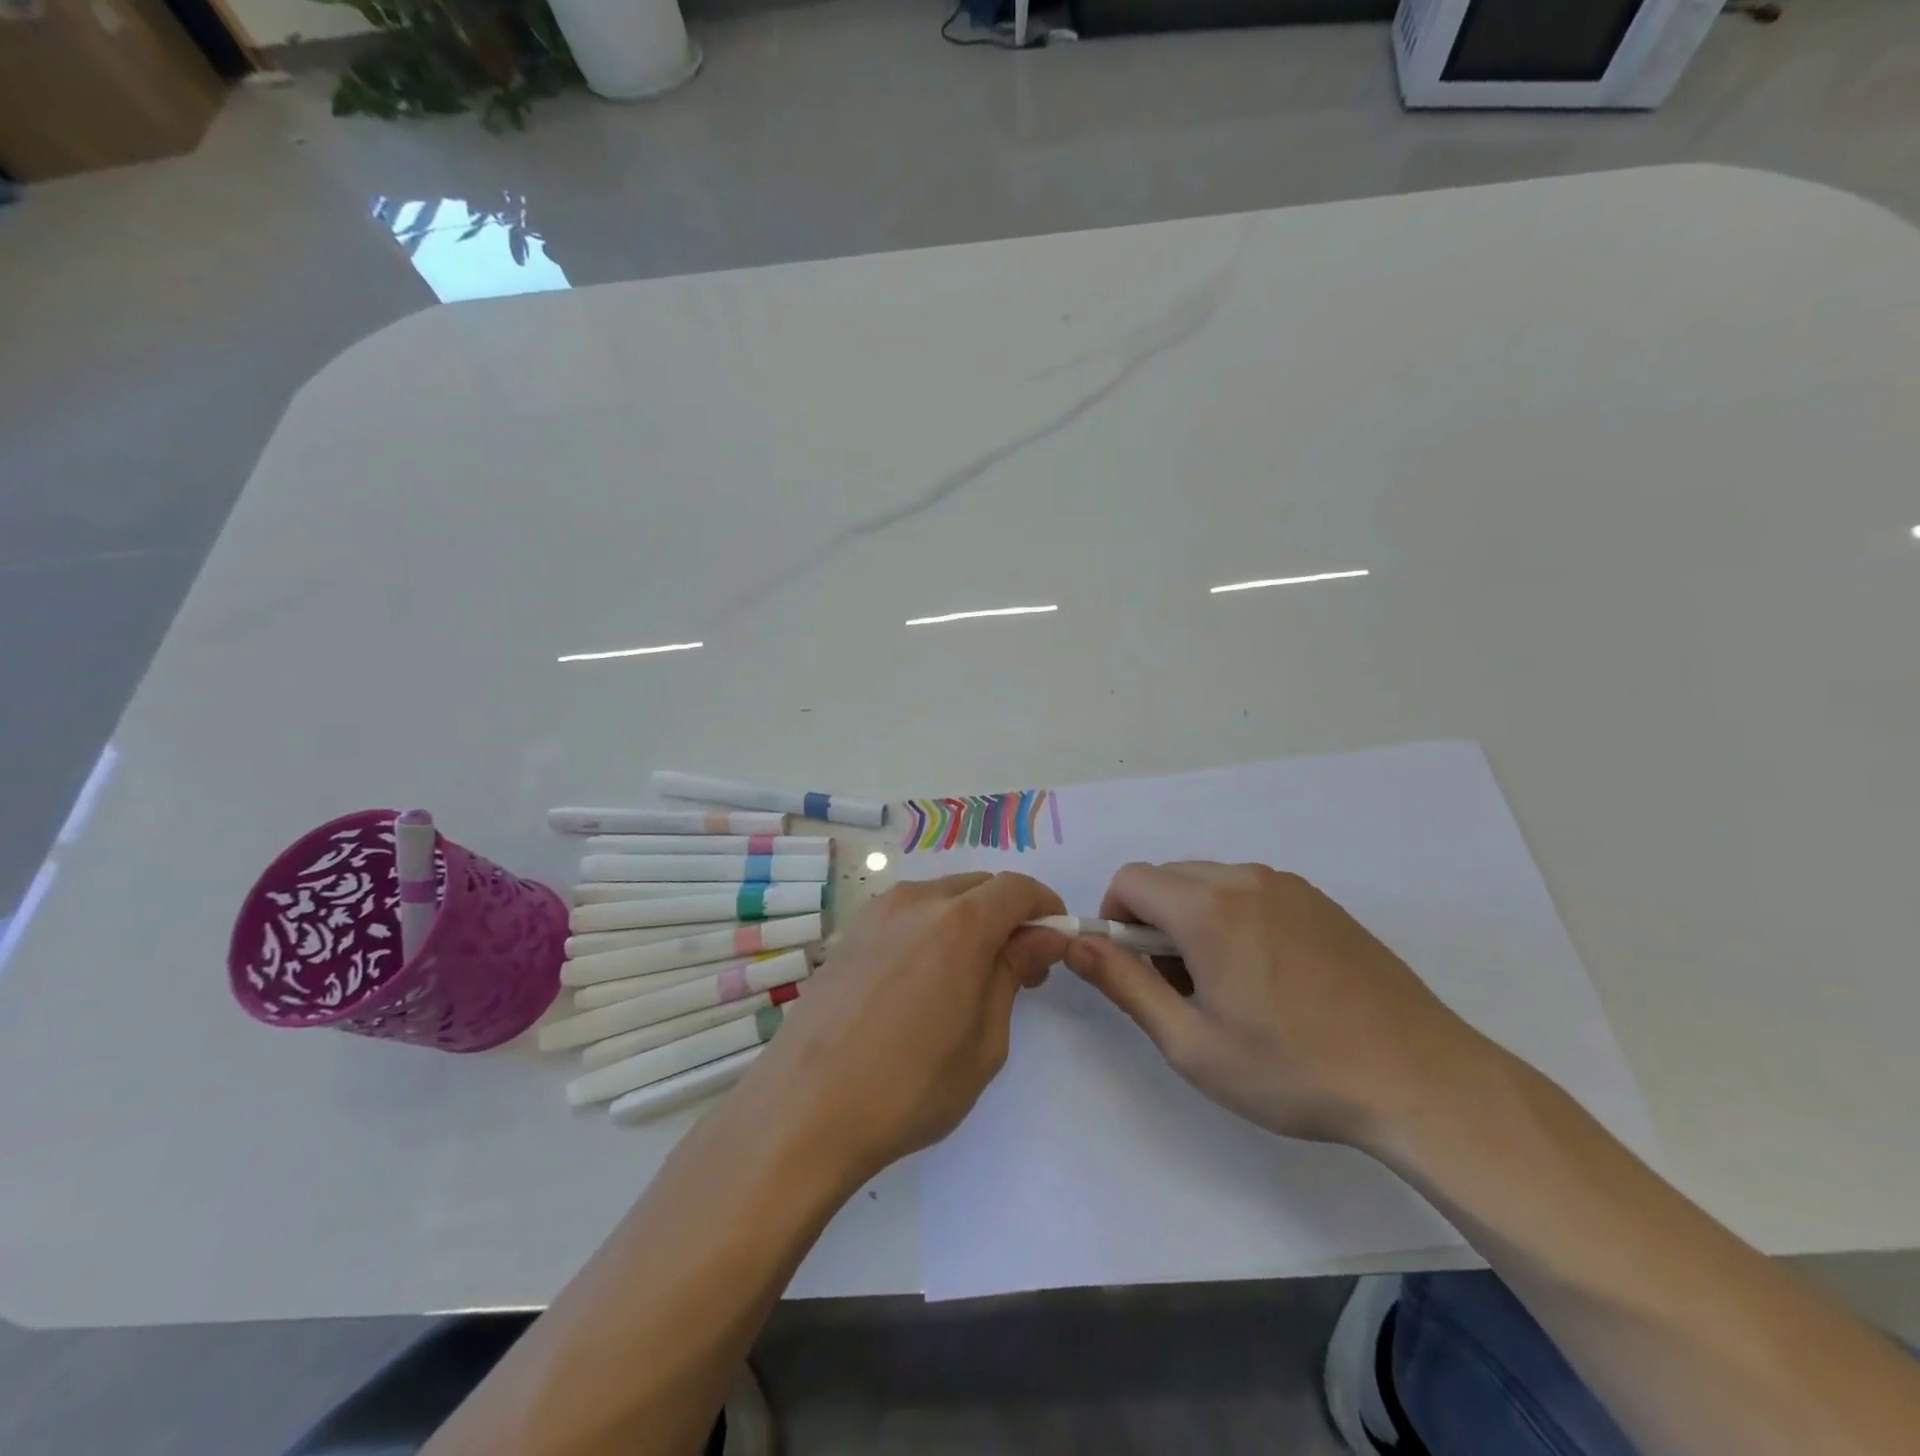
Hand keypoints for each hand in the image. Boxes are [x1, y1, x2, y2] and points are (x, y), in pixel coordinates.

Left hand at [746, 873, 1066, 1182]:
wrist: (804, 1109)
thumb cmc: (909, 1086)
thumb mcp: (984, 1041)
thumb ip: (1012, 973)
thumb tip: (1041, 936)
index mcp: (959, 922)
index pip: (1017, 888)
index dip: (1045, 907)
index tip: (1055, 942)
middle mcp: (916, 901)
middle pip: (979, 886)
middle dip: (1008, 915)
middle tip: (1018, 968)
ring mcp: (875, 914)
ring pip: (940, 897)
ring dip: (968, 921)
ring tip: (968, 978)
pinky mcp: (849, 934)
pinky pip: (906, 915)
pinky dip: (931, 930)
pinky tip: (921, 981)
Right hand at [1065, 862, 1486, 1150]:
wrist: (1421, 1080)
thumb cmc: (1294, 1069)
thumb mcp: (1192, 1043)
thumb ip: (1124, 985)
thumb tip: (1074, 943)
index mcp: (1208, 907)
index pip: (1130, 880)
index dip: (1114, 920)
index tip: (1133, 970)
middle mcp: (1246, 879)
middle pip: (1168, 877)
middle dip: (1153, 922)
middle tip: (1180, 988)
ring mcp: (1289, 887)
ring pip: (1210, 883)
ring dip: (1194, 920)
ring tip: (1228, 988)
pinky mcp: (1320, 902)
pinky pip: (1252, 892)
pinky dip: (1235, 919)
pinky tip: (1271, 979)